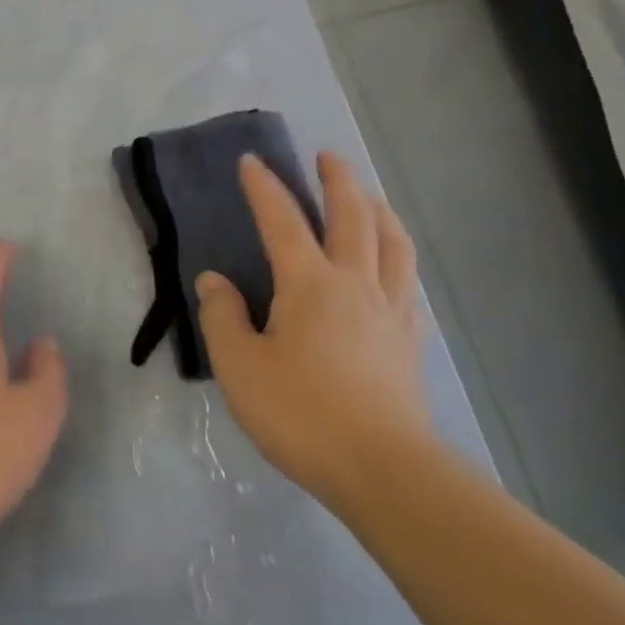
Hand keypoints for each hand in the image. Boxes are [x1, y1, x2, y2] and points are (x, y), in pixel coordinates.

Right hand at [195, 151, 434, 510]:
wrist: (381, 467)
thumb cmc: (300, 413)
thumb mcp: (240, 367)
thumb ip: (223, 317)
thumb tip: (214, 281)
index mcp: (310, 285)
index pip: (283, 223)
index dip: (265, 189)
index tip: (252, 161)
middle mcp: (356, 285)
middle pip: (353, 217)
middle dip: (339, 181)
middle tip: (328, 156)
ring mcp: (390, 311)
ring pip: (392, 243)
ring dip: (379, 210)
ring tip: (370, 197)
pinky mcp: (409, 341)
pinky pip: (406, 282)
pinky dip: (398, 257)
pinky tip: (392, 265)